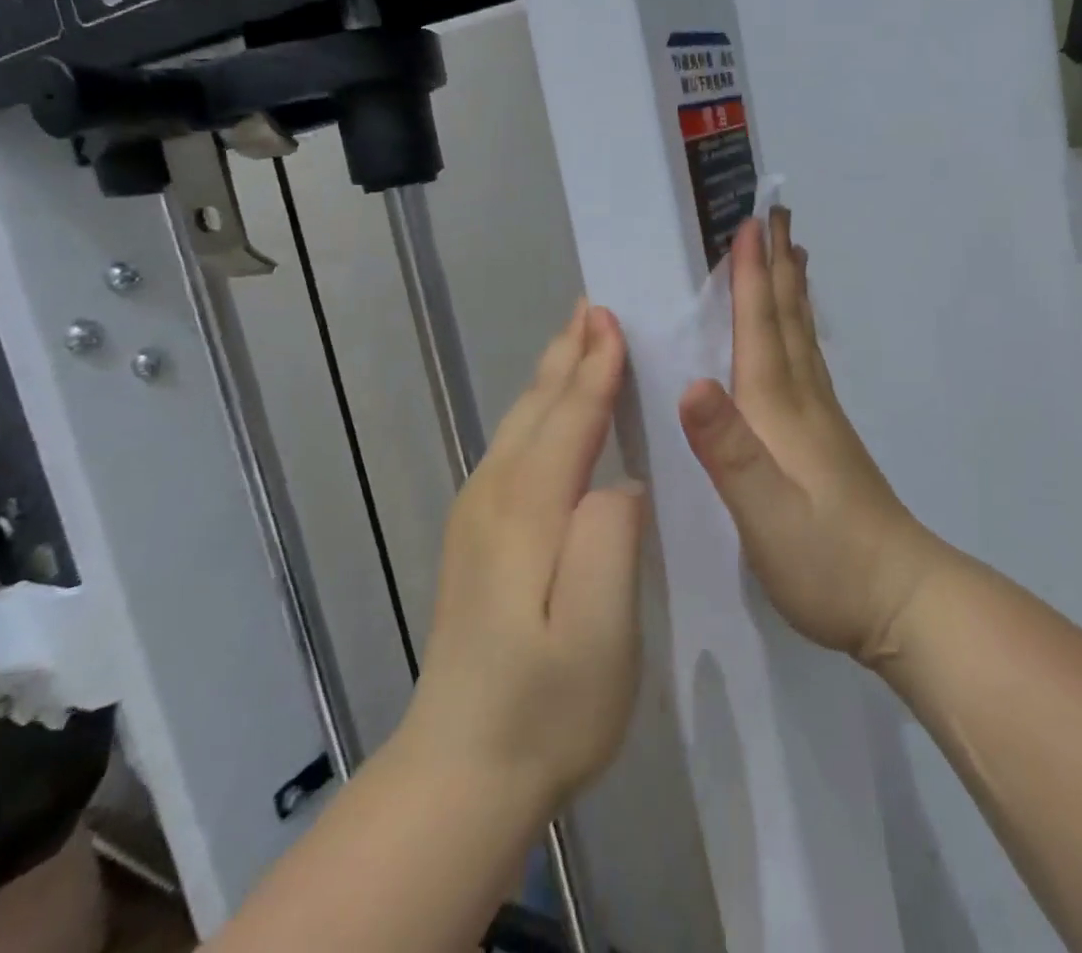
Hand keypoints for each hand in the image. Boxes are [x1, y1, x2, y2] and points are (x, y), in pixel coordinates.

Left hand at [404, 303, 646, 810]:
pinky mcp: (477, 538)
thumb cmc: (547, 707)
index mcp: (528, 513)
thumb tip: (621, 481)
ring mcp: (478, 518)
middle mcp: (495, 499)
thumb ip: (609, 542)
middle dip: (568, 355)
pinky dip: (539, 412)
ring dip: (552, 377)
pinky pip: (514, 448)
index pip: (570, 420)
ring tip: (576, 338)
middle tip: (593, 306)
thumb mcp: (597, 635)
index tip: (613, 318)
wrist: (460, 775)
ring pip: (520, 424)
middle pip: (537, 409)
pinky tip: (551, 411)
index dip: (596, 368)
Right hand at [679, 210, 945, 664]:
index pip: (761, 327)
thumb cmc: (826, 561)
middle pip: (787, 317)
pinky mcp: (827, 438)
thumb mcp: (765, 515)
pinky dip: (800, 328)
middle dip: (777, 263)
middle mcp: (802, 399)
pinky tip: (799, 333)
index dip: (751, 274)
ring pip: (802, 335)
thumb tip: (691, 384)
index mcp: (779, 409)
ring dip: (792, 288)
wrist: (899, 598)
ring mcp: (821, 417)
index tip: (749, 222)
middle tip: (776, 213)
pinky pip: (808, 360)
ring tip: (792, 252)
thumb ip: (729, 451)